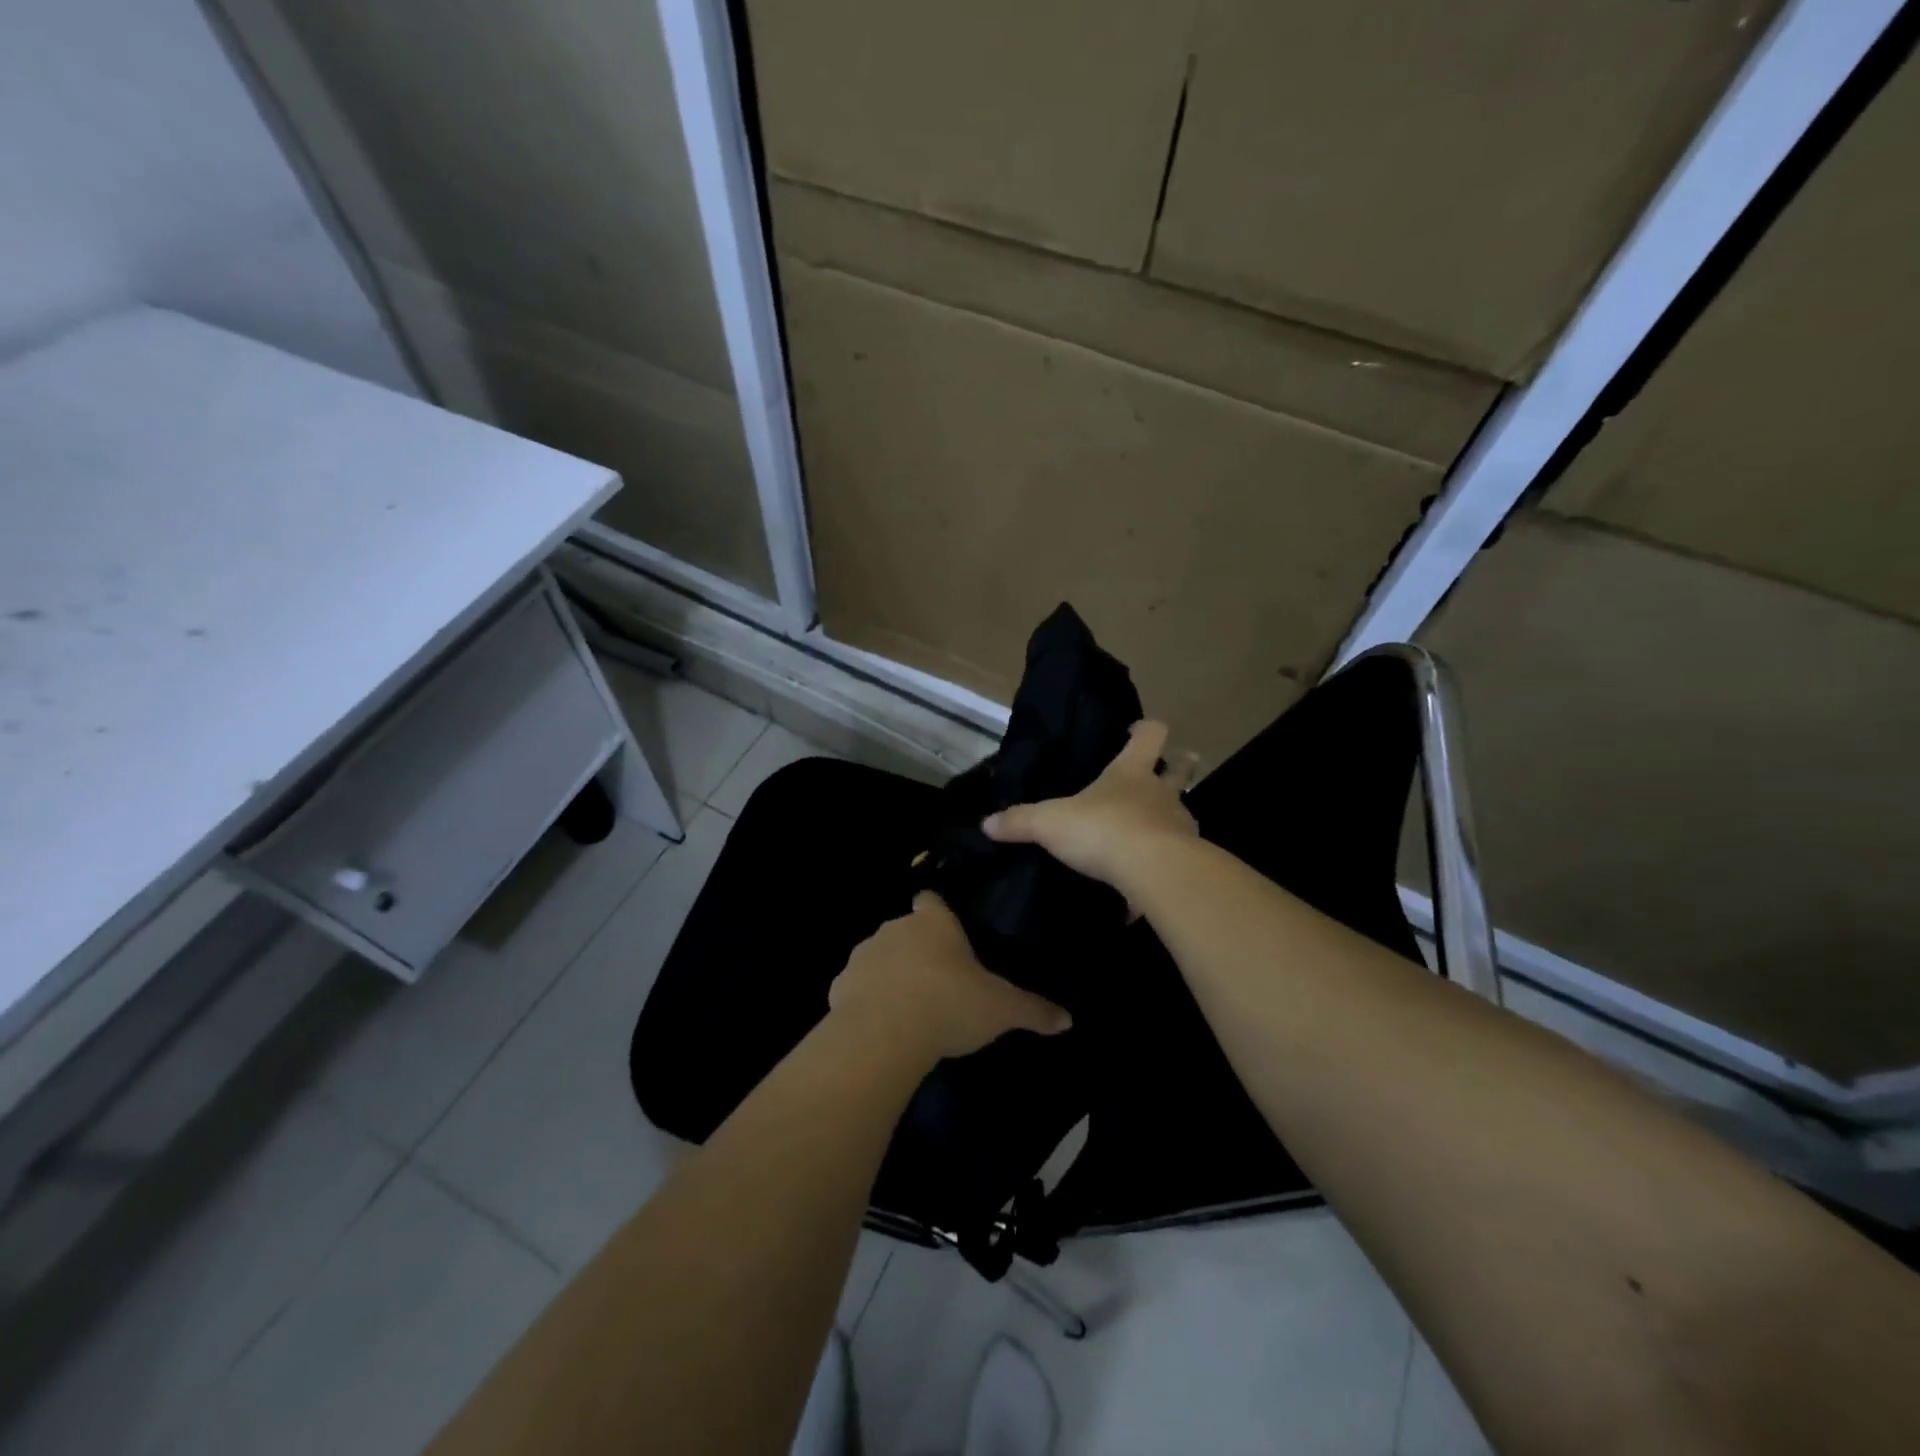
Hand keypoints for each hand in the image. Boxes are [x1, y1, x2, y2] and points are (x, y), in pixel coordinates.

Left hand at [828, 892, 1071, 1061]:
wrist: (884, 1035)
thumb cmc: (949, 1005)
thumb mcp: (1001, 1010)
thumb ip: (1033, 1010)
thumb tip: (1068, 1019)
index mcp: (934, 923)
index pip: (932, 900)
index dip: (939, 913)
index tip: (949, 932)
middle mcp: (896, 928)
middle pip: (906, 929)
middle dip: (918, 949)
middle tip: (938, 980)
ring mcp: (864, 955)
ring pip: (879, 956)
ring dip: (891, 973)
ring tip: (909, 1006)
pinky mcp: (840, 986)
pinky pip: (857, 987)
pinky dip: (866, 1000)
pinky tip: (882, 1025)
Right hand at [981, 719, 1197, 895]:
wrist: (1154, 872)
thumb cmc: (1102, 830)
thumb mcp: (1050, 824)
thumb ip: (1020, 822)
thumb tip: (986, 823)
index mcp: (1131, 771)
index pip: (1151, 734)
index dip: (1145, 729)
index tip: (1136, 731)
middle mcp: (1161, 792)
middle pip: (1181, 768)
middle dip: (1178, 765)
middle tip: (1167, 769)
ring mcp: (1180, 825)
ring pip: (1181, 810)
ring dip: (1170, 814)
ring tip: (1150, 828)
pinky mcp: (1187, 859)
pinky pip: (1178, 854)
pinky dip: (1165, 859)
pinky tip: (1148, 873)